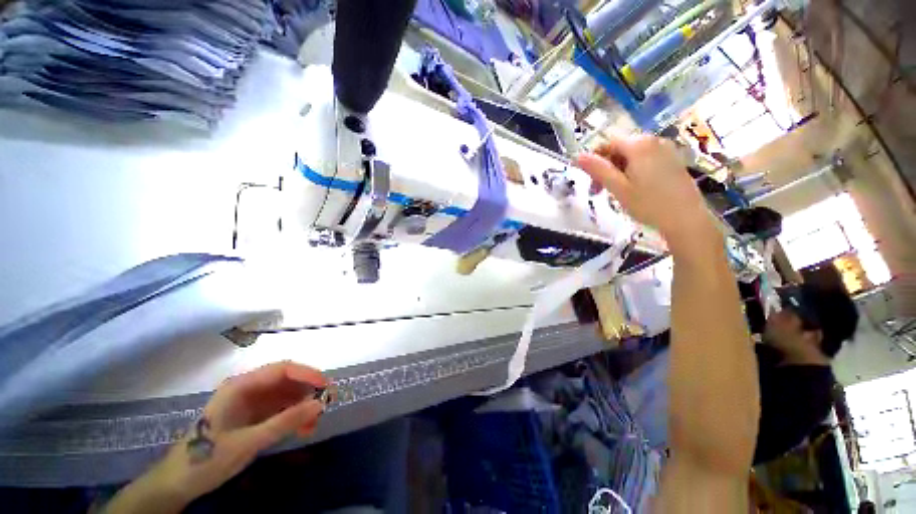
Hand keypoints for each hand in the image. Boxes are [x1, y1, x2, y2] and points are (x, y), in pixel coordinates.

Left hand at [105, 362, 327, 512]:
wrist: (178, 483)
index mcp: (241, 386)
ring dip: (303, 407)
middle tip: (324, 409)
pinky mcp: (254, 416)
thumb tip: (320, 404)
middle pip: (288, 380)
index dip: (308, 374)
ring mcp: (252, 402)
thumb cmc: (207, 459)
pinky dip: (295, 417)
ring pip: (288, 395)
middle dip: (308, 392)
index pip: (282, 369)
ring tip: (312, 426)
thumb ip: (285, 422)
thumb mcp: (248, 442)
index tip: (327, 387)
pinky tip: (301, 430)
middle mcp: (249, 389)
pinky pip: (282, 409)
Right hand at [577, 135, 716, 253]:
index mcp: (639, 145)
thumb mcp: (618, 188)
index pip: (607, 144)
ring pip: (632, 156)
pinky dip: (633, 171)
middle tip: (599, 191)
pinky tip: (633, 189)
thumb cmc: (648, 204)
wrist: (686, 219)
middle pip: (620, 149)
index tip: (588, 181)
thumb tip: (578, 156)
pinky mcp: (673, 160)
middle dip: (606, 168)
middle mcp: (653, 141)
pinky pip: (645, 160)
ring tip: (615, 192)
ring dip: (618, 171)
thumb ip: (598, 170)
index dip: (594, 161)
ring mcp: (666, 150)